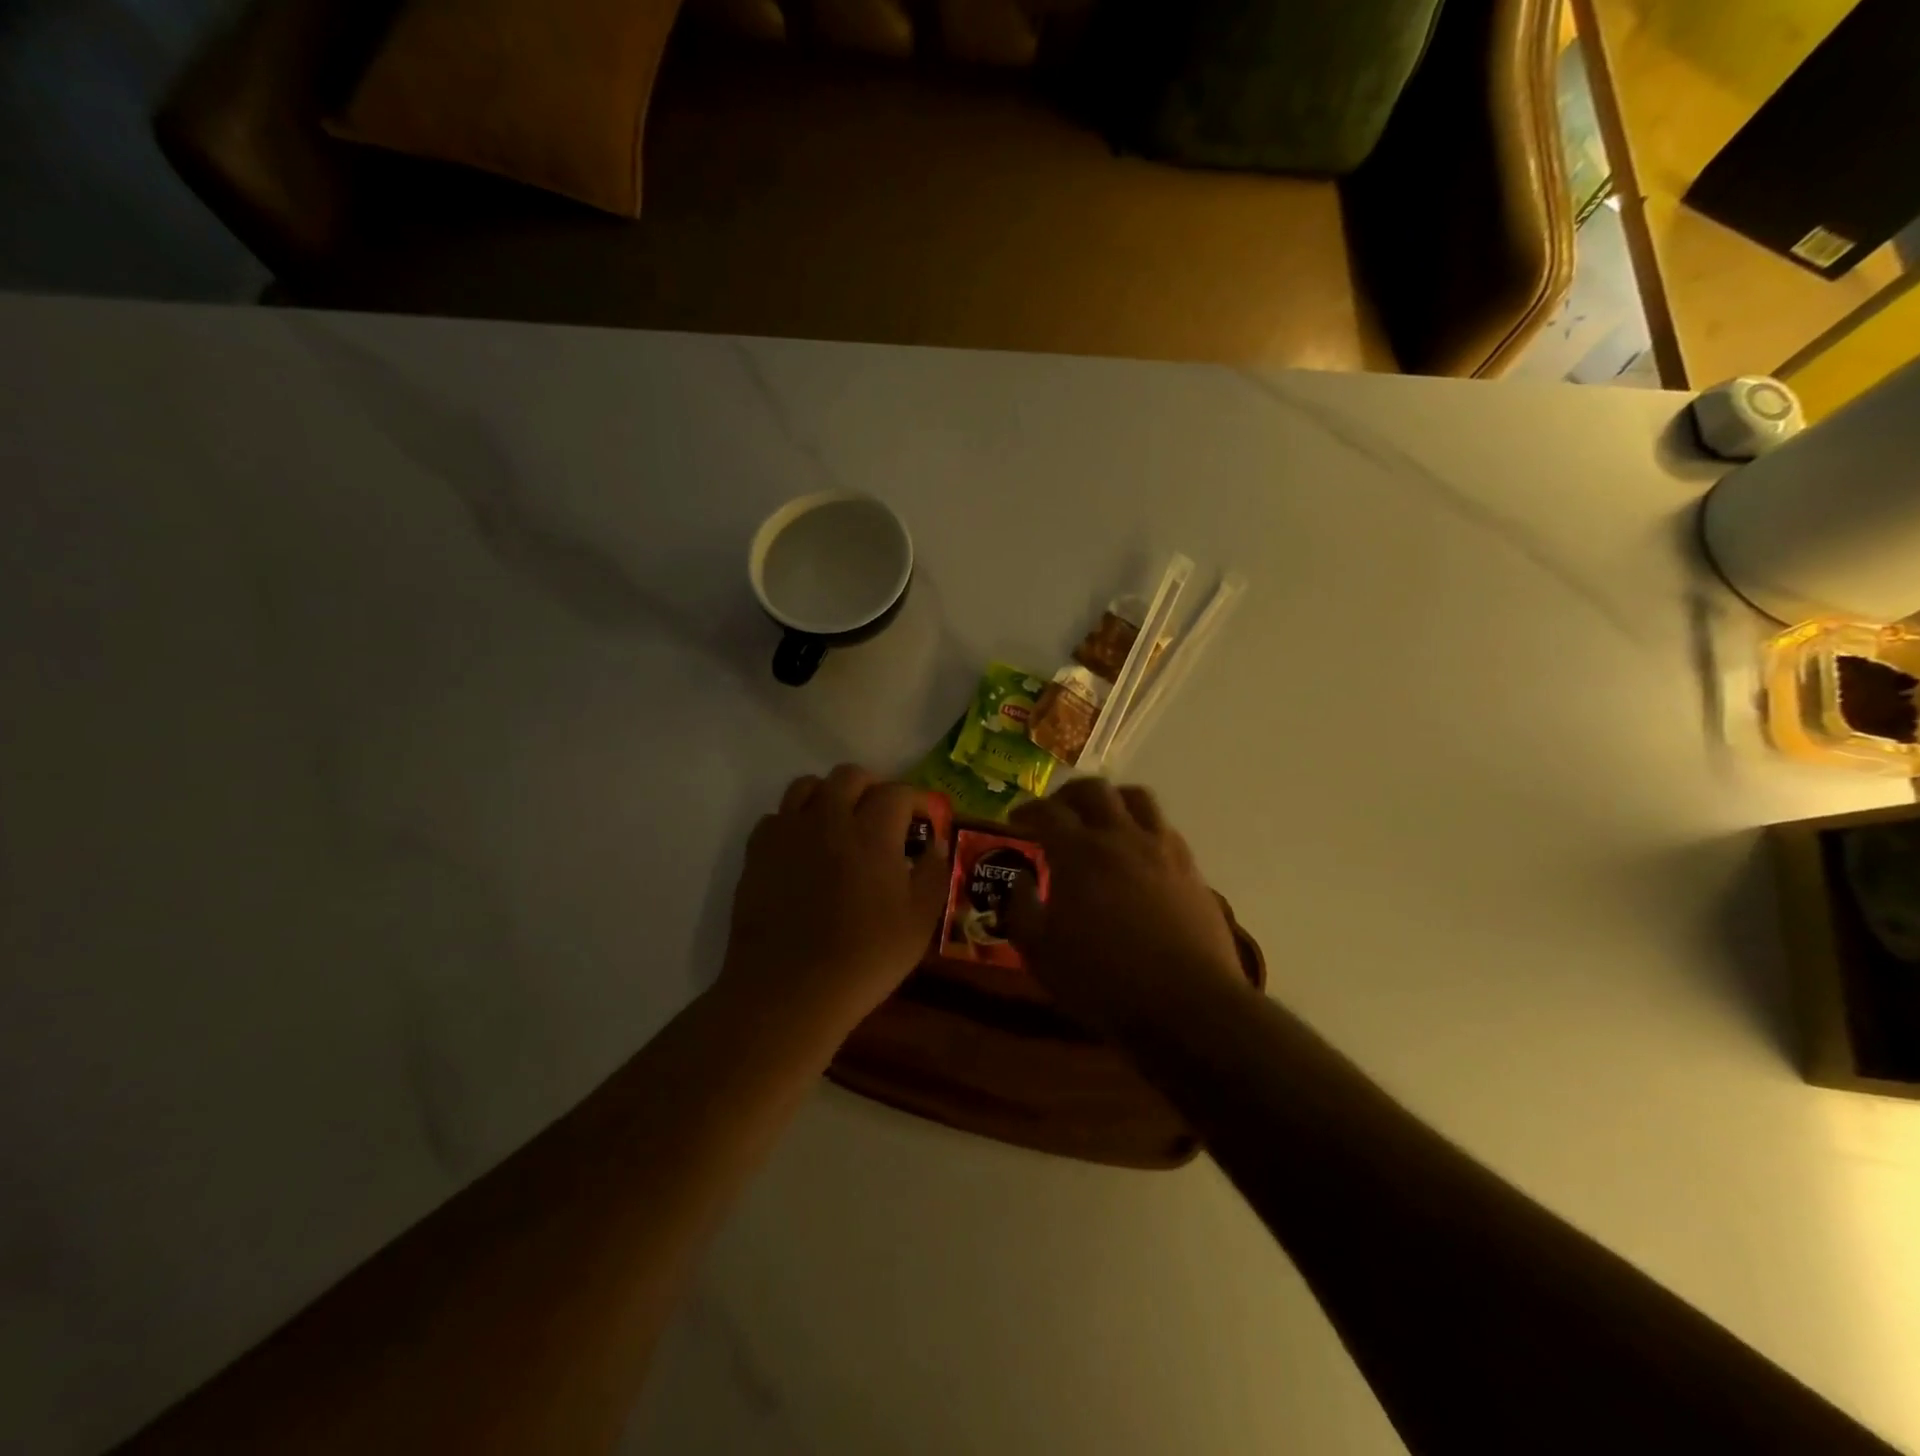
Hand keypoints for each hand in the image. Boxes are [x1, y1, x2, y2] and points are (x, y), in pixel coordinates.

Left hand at [721, 764, 949, 1033]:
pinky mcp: (757, 852)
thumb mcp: (918, 922)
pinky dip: (794, 822)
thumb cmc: (864, 958)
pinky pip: (776, 817)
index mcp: (872, 832)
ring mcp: (788, 832)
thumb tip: (935, 845)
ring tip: (838, 823)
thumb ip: (932, 874)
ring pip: (807, 785)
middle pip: (849, 776)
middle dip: (872, 788)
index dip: (915, 800)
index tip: (923, 820)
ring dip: (829, 795)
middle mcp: (828, 818)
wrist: (788, 990)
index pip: (897, 792)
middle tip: (881, 817)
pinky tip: (803, 850)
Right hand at [1006, 779, 1244, 1034]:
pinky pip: (1164, 828)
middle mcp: (1121, 837)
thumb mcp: (1040, 953)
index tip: (1016, 819)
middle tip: (1057, 811)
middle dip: (1069, 794)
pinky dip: (1143, 828)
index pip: (1048, 812)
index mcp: (1079, 853)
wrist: (1188, 1005)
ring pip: (1137, 798)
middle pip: (1094, 790)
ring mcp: (1162, 849)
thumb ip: (1021, 909)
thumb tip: (1018, 880)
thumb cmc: (1103, 981)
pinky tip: (1137, 853)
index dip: (1028, 809)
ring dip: (1112, 800)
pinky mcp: (1191, 869)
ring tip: (1101, 819)